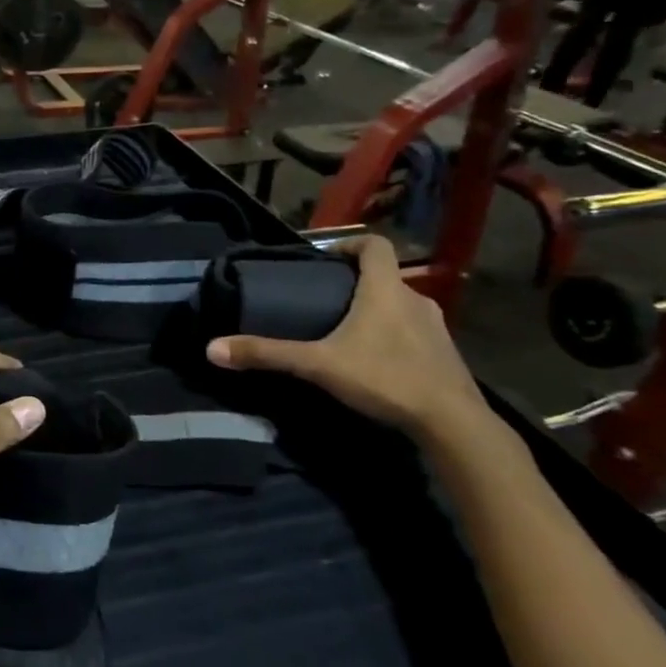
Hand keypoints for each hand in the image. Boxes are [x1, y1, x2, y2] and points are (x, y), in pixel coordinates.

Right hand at [206, 238, 486, 440]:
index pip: (375, 245)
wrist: (452, 422)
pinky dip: (395, 336)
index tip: (326, 258)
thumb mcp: (318, 365)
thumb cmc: (384, 378)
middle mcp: (415, 300)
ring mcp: (437, 328)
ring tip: (348, 331)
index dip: (350, 244)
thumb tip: (213, 349)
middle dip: (356, 284)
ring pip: (401, 306)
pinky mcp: (447, 355)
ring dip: (377, 311)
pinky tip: (377, 361)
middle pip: (385, 277)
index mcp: (385, 290)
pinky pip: (416, 332)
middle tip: (326, 300)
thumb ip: (268, 354)